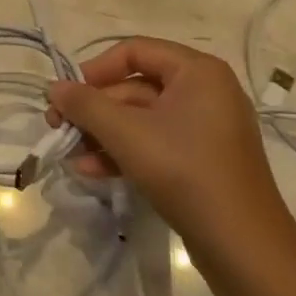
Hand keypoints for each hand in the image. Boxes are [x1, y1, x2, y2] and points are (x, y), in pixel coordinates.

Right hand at [46, 37, 294, 260]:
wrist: (242, 245)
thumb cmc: (185, 171)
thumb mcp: (127, 134)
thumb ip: (86, 105)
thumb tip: (53, 87)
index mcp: (197, 71)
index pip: (135, 51)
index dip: (95, 69)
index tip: (68, 95)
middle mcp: (205, 91)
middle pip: (135, 87)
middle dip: (94, 109)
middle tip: (58, 128)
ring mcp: (205, 128)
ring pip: (141, 118)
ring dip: (103, 134)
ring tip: (70, 154)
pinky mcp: (202, 160)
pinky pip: (155, 143)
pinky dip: (124, 152)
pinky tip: (92, 171)